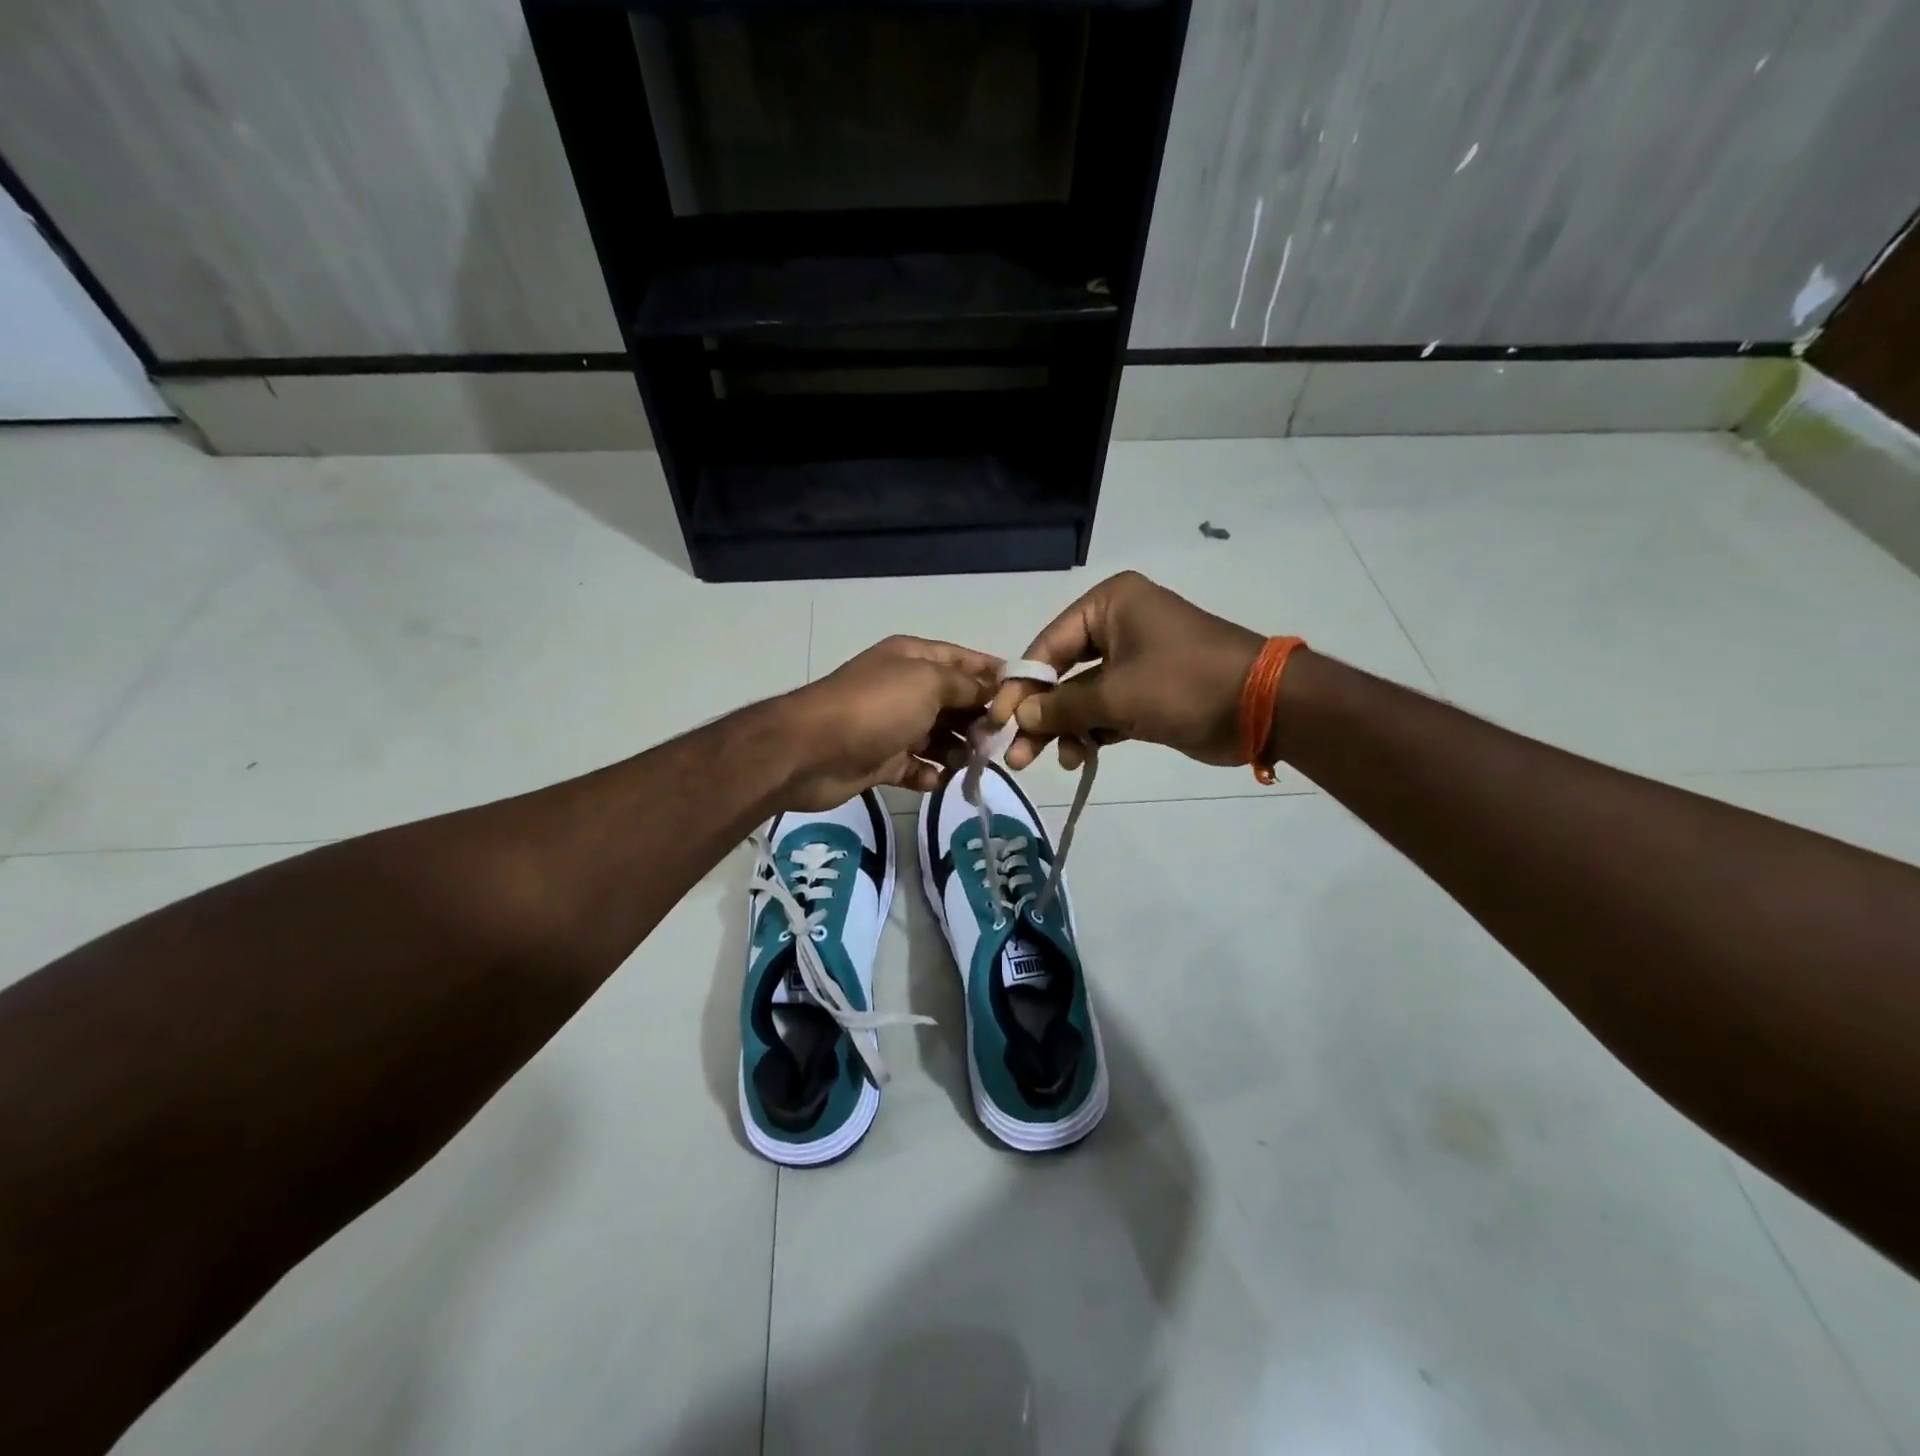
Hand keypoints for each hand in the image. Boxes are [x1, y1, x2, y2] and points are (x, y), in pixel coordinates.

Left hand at [778, 636, 999, 810]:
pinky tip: (937, 780)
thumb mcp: (928, 683)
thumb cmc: (876, 707)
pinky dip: (930, 774)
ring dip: (957, 750)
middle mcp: (905, 688)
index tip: (1023, 697)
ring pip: (939, 737)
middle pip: (955, 701)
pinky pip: (917, 767)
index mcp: (914, 659)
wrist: (812, 750)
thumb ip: (966, 686)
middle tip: (995, 740)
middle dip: (978, 719)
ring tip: (968, 763)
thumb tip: (994, 691)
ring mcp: (893, 726)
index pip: (964, 661)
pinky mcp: (882, 760)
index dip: (993, 676)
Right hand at [990, 571, 1266, 768]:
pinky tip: (1079, 757)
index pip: (1048, 644)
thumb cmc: (1183, 684)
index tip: (998, 720)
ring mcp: (1135, 659)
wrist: (1263, 707)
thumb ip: (1061, 707)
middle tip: (1017, 754)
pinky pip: (1106, 710)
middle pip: (1062, 672)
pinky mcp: (1148, 691)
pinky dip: (1092, 732)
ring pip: (1083, 696)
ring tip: (1055, 761)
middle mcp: (1119, 625)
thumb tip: (1018, 717)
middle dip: (1041, 714)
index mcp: (1109, 605)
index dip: (1021, 685)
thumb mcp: (1114, 695)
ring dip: (1066, 729)